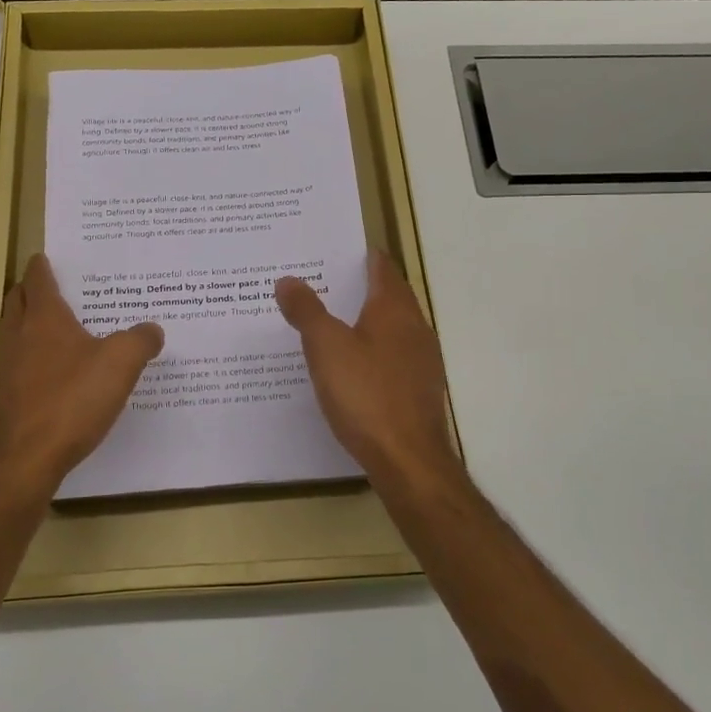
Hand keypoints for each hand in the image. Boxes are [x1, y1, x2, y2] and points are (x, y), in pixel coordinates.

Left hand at [0, 254, 164, 488]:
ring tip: (52, 327)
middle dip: (29, 290)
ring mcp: (6, 367)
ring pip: (12, 332)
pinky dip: (28, 357)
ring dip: (25, 323)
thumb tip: (152, 329)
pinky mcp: (4, 397)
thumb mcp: (120, 364)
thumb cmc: (72, 400)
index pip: (38, 279)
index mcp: (44, 318)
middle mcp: (18, 335)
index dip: (43, 266)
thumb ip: (140, 340)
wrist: (25, 459)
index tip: (47, 257)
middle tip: (51, 287)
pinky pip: (15, 364)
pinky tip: (51, 373)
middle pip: (16, 300)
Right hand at [275, 251, 461, 491]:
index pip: (382, 268)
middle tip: (324, 283)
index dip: (362, 256)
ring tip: (333, 322)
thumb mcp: (325, 348)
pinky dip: (374, 350)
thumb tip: (287, 279)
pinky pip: (395, 356)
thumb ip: (306, 311)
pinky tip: (353, 366)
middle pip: (391, 296)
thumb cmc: (365, 394)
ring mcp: (422, 360)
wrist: (408, 460)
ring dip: (368, 320)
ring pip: (394, 327)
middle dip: (362, 287)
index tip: (336, 251)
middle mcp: (415, 328)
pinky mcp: (420, 390)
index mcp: (394, 309)